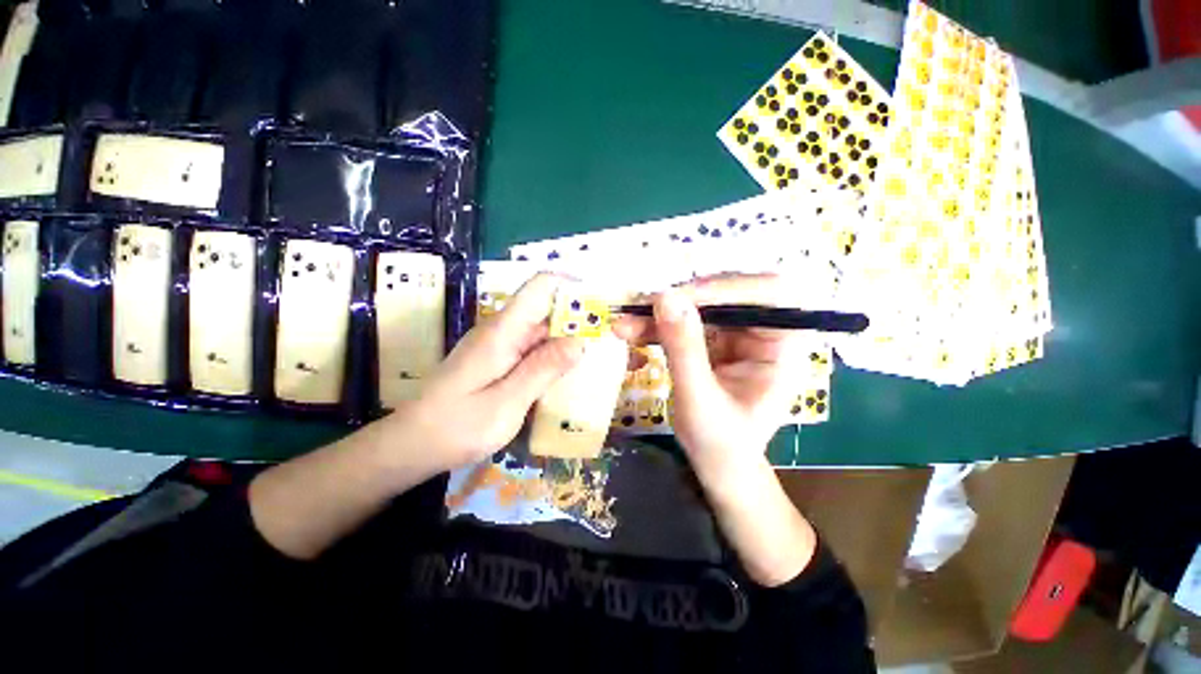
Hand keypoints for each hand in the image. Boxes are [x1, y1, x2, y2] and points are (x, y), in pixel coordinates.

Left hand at [387, 273, 584, 470]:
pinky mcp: (500, 360)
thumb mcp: (505, 403)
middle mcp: (503, 330)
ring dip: (570, 339)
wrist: (412, 445)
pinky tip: (571, 374)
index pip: (540, 287)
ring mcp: (501, 345)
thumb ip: (543, 369)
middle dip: (580, 318)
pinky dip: (556, 355)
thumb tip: (580, 341)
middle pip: (547, 308)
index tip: (601, 303)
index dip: (571, 286)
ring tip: (600, 356)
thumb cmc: (456, 427)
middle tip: (611, 339)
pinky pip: (535, 349)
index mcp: (503, 330)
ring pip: (544, 330)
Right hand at [612, 274, 802, 488]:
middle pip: (727, 295)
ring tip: (625, 324)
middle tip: (644, 306)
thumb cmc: (721, 443)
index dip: (727, 288)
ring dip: (659, 314)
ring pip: (698, 307)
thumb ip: (684, 348)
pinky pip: (683, 322)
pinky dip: (655, 326)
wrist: (715, 465)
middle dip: (682, 300)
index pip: (769, 295)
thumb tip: (665, 297)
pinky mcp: (712, 341)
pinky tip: (630, 332)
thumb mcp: (700, 399)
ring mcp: (736, 335)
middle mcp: (763, 333)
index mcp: (783, 346)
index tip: (681, 298)